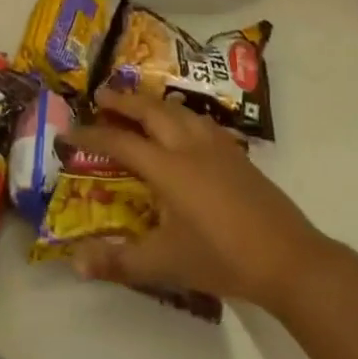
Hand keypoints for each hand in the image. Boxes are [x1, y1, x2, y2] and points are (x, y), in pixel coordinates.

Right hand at [68, 87, 333, 313]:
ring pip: (177, 109)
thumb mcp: (166, 263)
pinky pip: (198, 120)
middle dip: (123, 100)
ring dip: (152, 103)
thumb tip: (75, 263)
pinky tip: (182, 127)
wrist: (289, 258)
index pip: (119, 141)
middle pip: (150, 110)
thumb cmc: (222, 258)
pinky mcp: (236, 154)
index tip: (68, 131)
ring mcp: (216, 146)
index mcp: (167, 167)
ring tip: (137, 105)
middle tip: (101, 95)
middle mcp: (188, 146)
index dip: (91, 135)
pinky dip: (178, 114)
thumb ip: (120, 261)